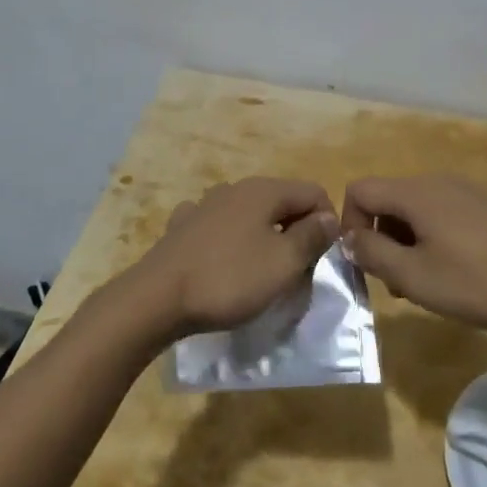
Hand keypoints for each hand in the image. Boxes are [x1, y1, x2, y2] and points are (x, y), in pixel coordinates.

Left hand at [128, 177, 338, 337]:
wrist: (157, 298)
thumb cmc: (229, 279)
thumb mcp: (283, 263)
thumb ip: (311, 237)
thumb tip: (329, 217)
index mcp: (264, 190)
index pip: (313, 192)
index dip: (327, 223)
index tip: (323, 259)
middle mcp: (235, 188)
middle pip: (282, 202)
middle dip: (297, 232)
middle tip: (297, 272)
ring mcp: (205, 204)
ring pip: (250, 215)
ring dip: (264, 237)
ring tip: (261, 272)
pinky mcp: (183, 227)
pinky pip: (220, 228)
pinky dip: (230, 242)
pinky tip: (223, 262)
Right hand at [341, 175, 486, 330]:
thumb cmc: (478, 280)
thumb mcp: (415, 276)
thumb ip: (373, 254)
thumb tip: (348, 238)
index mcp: (414, 192)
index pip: (359, 190)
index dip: (349, 224)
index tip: (363, 262)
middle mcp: (435, 182)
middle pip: (387, 199)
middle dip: (379, 237)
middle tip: (393, 282)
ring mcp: (463, 191)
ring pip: (414, 209)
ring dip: (405, 242)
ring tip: (422, 283)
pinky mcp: (484, 206)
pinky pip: (440, 214)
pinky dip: (431, 238)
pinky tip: (453, 272)